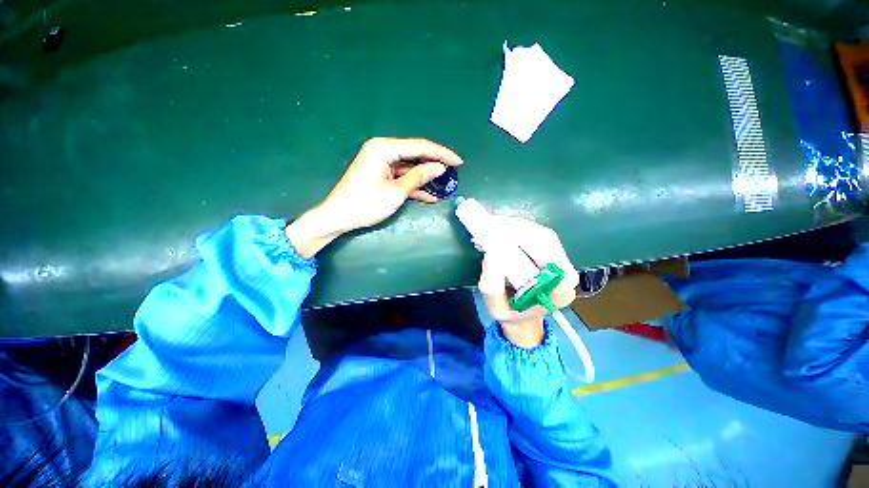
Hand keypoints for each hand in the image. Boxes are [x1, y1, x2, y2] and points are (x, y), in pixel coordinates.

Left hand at [286, 138, 462, 257]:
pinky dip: (415, 185)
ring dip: (426, 177)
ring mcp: (382, 163)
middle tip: (454, 172)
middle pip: (415, 154)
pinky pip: (402, 176)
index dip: (441, 154)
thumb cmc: (366, 204)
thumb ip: (419, 177)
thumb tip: (440, 168)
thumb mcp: (396, 192)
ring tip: (445, 184)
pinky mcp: (381, 174)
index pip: (420, 147)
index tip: (459, 162)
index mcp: (384, 148)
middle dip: (435, 164)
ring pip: (410, 167)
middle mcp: (383, 150)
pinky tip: (430, 195)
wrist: (338, 217)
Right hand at [478, 217, 578, 348]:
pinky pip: (535, 233)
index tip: (498, 237)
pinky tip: (498, 228)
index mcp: (559, 291)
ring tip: (489, 226)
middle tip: (488, 226)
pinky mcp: (551, 250)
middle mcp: (566, 272)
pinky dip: (515, 228)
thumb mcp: (496, 307)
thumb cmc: (510, 312)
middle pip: (544, 240)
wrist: (522, 314)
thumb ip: (492, 288)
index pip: (549, 258)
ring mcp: (560, 259)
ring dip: (513, 227)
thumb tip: (491, 255)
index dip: (525, 243)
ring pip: (539, 233)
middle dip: (514, 230)